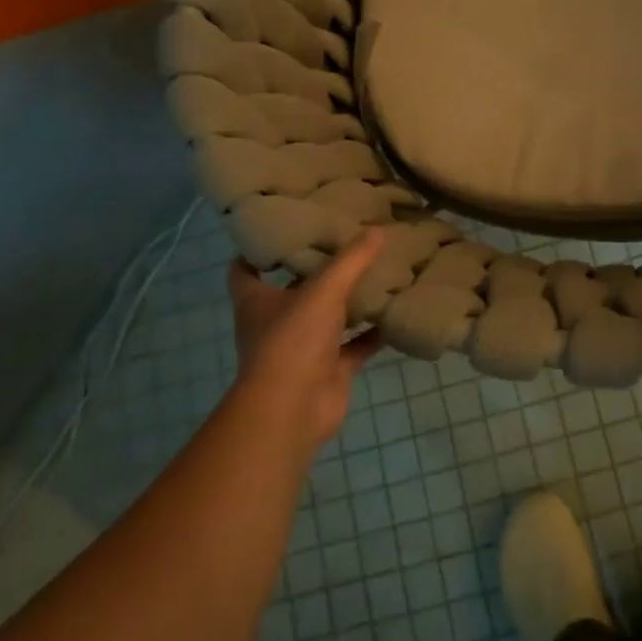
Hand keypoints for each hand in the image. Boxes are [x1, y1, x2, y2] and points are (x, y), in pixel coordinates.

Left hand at [227, 230, 387, 454]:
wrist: (293, 411)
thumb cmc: (292, 341)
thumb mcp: (324, 290)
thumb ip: (351, 260)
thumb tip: (377, 228)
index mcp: (257, 301)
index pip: (245, 270)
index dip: (258, 250)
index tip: (283, 228)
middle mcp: (276, 322)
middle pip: (294, 290)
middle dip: (317, 270)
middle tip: (347, 240)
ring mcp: (303, 348)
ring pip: (328, 317)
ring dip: (349, 300)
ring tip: (378, 270)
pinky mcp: (329, 370)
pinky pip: (355, 345)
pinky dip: (373, 332)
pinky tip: (396, 312)